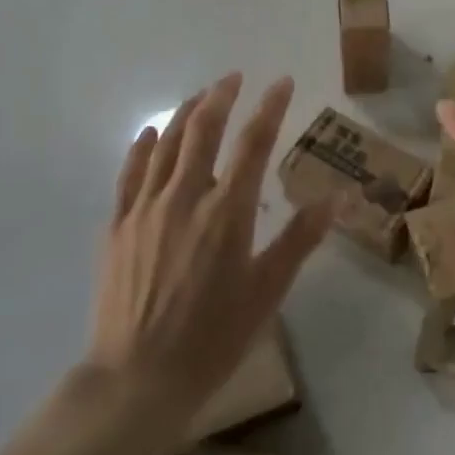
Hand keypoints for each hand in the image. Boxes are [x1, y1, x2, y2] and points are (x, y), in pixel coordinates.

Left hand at [81, 73, 331, 445]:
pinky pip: (129, 172)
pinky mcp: (117, 225)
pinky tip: (151, 132)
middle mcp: (185, 198)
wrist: (137, 377)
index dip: (270, 107)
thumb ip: (300, 239)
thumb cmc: (213, 338)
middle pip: (203, 130)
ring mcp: (145, 208)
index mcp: (227, 213)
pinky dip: (143, 145)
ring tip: (202, 95)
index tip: (283, 82)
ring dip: (186, 112)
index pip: (253, 143)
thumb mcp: (268, 292)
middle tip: (236, 77)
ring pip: (166, 143)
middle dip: (222, 96)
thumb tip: (337, 197)